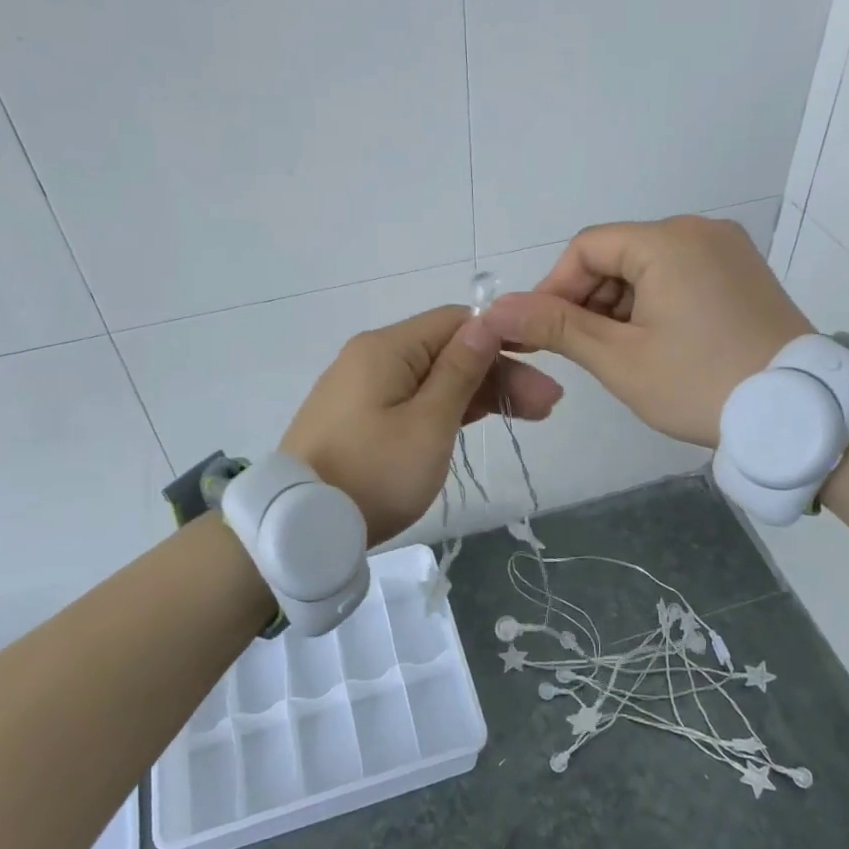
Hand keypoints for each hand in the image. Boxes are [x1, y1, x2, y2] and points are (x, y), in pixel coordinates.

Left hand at [280, 306, 563, 544]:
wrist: (299, 527)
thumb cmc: (374, 474)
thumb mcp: (428, 423)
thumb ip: (461, 370)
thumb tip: (488, 321)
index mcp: (387, 348)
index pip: (456, 322)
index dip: (503, 337)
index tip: (544, 362)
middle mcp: (372, 357)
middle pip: (447, 352)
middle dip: (499, 373)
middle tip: (548, 406)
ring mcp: (363, 389)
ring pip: (433, 378)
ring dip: (480, 393)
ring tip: (532, 415)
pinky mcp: (360, 418)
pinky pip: (413, 399)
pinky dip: (449, 409)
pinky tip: (483, 419)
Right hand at [480, 215, 810, 446]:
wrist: (798, 415)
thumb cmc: (699, 383)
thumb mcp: (619, 359)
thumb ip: (556, 327)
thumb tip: (496, 309)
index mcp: (667, 241)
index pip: (586, 248)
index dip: (554, 288)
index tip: (541, 333)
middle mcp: (699, 230)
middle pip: (618, 255)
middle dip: (588, 301)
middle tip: (580, 352)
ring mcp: (728, 250)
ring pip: (648, 267)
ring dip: (620, 306)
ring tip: (618, 354)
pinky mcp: (743, 273)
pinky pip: (680, 275)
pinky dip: (654, 304)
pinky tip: (653, 344)